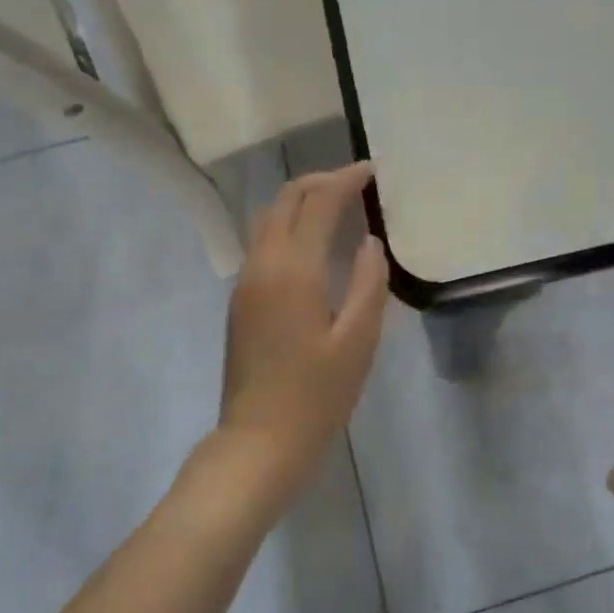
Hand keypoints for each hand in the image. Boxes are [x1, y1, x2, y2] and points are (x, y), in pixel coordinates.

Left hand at [218, 162, 389, 508]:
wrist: (257, 442)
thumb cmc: (316, 395)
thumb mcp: (358, 341)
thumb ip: (368, 283)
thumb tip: (369, 242)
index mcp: (293, 270)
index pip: (318, 203)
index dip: (345, 180)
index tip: (372, 170)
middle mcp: (262, 264)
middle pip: (286, 199)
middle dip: (320, 181)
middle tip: (356, 182)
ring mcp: (245, 281)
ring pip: (269, 218)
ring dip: (302, 201)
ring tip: (338, 205)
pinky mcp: (241, 299)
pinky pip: (264, 242)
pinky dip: (290, 225)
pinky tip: (315, 243)